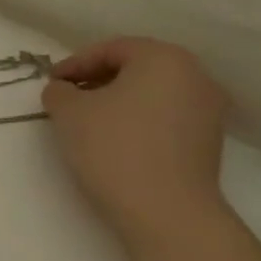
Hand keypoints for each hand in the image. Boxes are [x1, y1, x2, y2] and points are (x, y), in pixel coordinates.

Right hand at [41, 38, 229, 240]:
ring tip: (87, 121)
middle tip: (67, 98)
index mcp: (164, 58)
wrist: (165, 211)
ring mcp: (209, 109)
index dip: (75, 63)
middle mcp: (195, 75)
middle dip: (97, 79)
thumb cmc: (113, 147)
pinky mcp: (209, 140)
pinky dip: (138, 119)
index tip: (51, 83)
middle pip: (136, 67)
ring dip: (117, 100)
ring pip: (152, 92)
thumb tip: (63, 90)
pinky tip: (114, 139)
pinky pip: (165, 115)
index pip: (111, 49)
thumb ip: (59, 91)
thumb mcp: (68, 111)